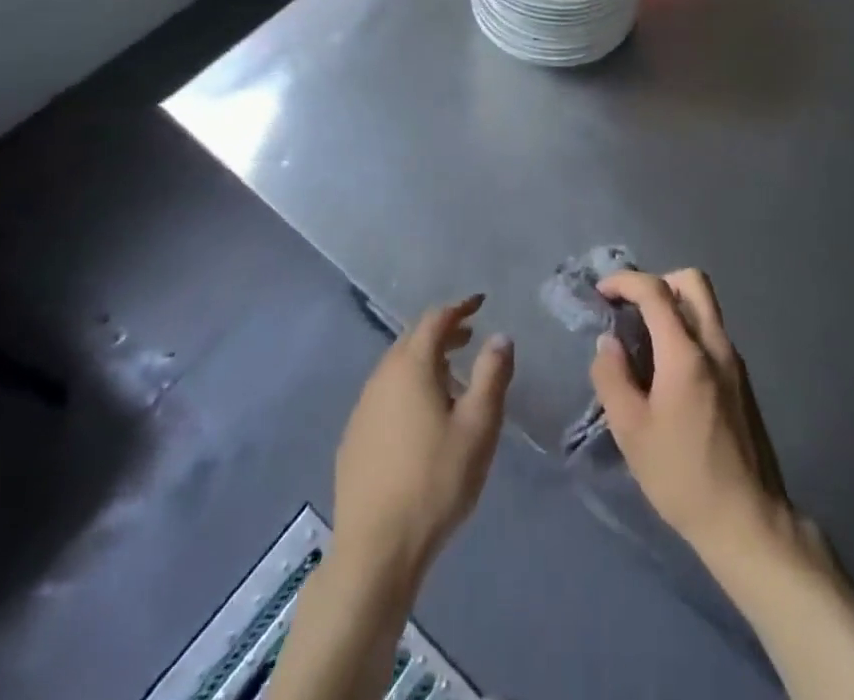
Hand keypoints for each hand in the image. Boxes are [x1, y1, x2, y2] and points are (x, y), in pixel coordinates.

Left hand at [332, 295, 513, 585]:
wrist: (376, 550)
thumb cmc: (435, 481)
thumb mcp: (478, 426)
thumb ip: (492, 375)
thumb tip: (499, 336)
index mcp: (411, 366)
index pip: (435, 320)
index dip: (459, 308)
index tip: (480, 303)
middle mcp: (381, 377)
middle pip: (412, 340)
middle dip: (442, 332)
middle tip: (469, 336)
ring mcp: (362, 408)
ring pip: (396, 368)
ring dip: (424, 361)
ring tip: (451, 376)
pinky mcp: (353, 438)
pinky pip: (384, 395)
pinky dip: (407, 387)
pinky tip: (420, 417)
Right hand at [590, 269, 796, 560]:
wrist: (748, 520)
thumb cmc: (683, 476)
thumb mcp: (631, 432)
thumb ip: (613, 378)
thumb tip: (608, 343)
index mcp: (686, 353)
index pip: (656, 291)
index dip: (625, 282)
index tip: (602, 291)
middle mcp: (715, 345)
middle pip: (692, 282)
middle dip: (657, 282)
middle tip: (631, 309)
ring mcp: (734, 361)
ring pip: (705, 307)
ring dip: (673, 306)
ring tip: (643, 340)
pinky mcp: (741, 380)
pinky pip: (711, 333)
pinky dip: (687, 330)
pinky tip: (668, 370)